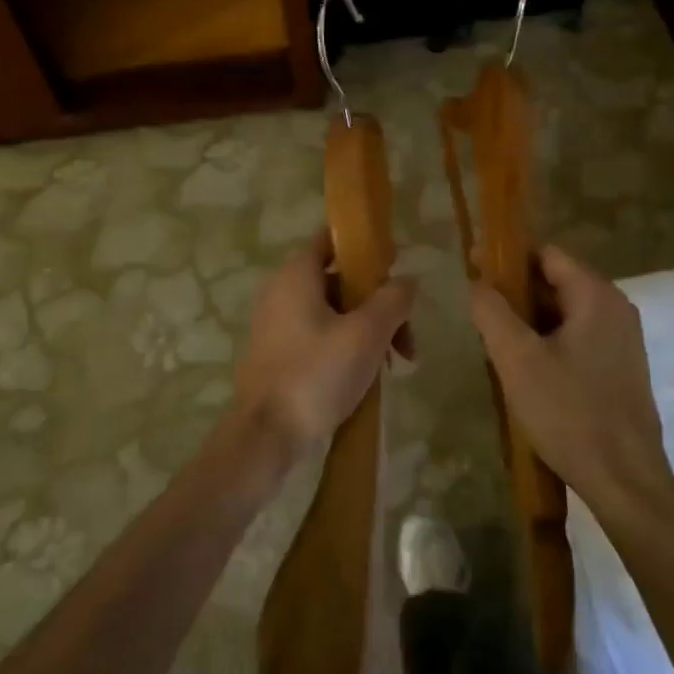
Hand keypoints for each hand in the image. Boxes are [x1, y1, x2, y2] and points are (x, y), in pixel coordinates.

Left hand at [231, 230, 416, 477]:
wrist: (266, 435)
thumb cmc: (317, 374)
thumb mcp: (366, 334)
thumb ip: (392, 300)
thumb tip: (407, 280)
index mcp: (297, 273)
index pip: (333, 239)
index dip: (367, 248)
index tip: (396, 267)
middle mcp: (281, 289)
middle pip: (339, 280)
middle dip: (378, 303)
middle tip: (406, 337)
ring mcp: (275, 322)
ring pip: (333, 311)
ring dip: (367, 329)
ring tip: (395, 364)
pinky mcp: (276, 351)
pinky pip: (318, 334)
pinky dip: (345, 344)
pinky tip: (367, 374)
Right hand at [469, 245, 673, 516]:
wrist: (624, 480)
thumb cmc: (569, 412)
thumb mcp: (517, 358)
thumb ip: (492, 311)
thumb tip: (478, 283)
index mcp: (596, 296)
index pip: (546, 253)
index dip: (506, 256)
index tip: (471, 265)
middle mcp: (615, 309)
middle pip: (556, 281)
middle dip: (514, 289)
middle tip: (476, 306)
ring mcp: (621, 340)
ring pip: (564, 313)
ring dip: (528, 318)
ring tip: (492, 337)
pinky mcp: (619, 368)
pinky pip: (576, 338)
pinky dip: (547, 340)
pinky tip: (522, 365)